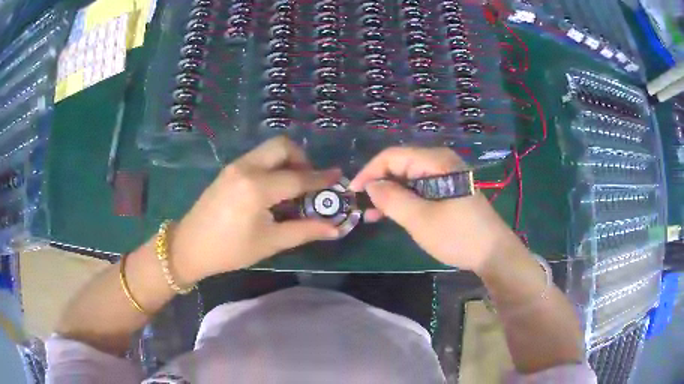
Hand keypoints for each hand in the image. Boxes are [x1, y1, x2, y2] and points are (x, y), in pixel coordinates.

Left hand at [171, 137, 340, 283]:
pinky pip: (258, 157)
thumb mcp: (270, 243)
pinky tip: (273, 189)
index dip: (321, 178)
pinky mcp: (229, 170)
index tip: (338, 177)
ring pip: (269, 149)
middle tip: (308, 182)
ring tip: (292, 187)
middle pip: (283, 145)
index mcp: (257, 188)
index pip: (298, 177)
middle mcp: (246, 168)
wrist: (190, 246)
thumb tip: (335, 228)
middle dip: (302, 158)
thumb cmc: (230, 250)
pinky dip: (273, 165)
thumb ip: (305, 231)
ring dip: (287, 160)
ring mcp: (235, 166)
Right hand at [350, 147, 518, 271]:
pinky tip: (391, 215)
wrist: (493, 253)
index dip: (369, 172)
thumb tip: (370, 186)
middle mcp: (440, 162)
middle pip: (400, 165)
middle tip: (361, 207)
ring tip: (372, 215)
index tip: (353, 192)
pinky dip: (404, 200)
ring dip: (390, 195)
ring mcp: (445, 176)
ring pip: (408, 179)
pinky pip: (419, 189)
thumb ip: (392, 199)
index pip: (392, 156)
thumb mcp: (421, 219)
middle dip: (379, 185)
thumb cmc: (458, 235)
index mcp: (435, 161)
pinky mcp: (448, 190)